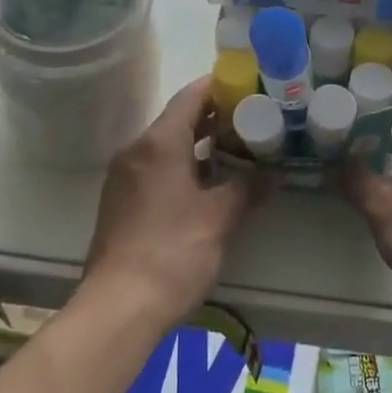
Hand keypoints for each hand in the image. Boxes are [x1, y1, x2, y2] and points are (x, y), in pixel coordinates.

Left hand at [82, 76, 260, 329]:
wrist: (118, 308)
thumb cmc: (172, 252)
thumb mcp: (218, 218)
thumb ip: (247, 188)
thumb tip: (273, 173)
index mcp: (159, 142)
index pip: (191, 96)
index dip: (220, 86)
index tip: (250, 84)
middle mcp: (137, 150)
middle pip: (179, 119)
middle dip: (215, 117)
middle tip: (253, 117)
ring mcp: (125, 177)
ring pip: (167, 145)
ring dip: (200, 144)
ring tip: (238, 148)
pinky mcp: (121, 202)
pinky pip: (156, 168)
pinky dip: (183, 165)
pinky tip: (209, 183)